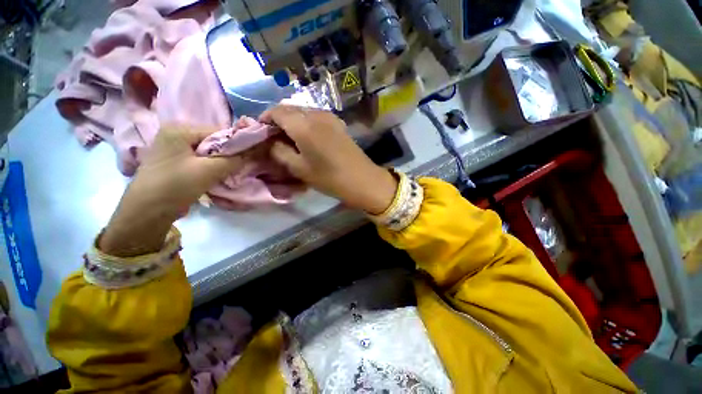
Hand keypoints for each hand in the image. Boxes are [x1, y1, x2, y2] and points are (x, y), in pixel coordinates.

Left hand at [100, 124, 245, 256]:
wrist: (147, 210)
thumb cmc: (176, 185)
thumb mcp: (209, 171)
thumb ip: (234, 159)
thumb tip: (252, 152)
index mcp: (180, 129)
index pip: (218, 131)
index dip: (236, 145)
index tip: (247, 158)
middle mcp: (175, 133)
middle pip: (213, 141)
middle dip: (227, 155)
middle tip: (237, 168)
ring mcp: (173, 147)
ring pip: (208, 152)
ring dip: (220, 162)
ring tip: (226, 174)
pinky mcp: (174, 160)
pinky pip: (200, 159)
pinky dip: (210, 167)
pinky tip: (214, 176)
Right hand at [260, 106, 397, 214]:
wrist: (363, 180)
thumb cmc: (330, 178)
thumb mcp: (299, 169)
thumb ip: (279, 152)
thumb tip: (271, 142)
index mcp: (303, 125)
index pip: (276, 111)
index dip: (264, 119)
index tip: (260, 132)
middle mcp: (316, 114)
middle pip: (290, 109)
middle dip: (278, 120)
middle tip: (274, 138)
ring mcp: (330, 117)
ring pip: (303, 112)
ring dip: (292, 121)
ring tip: (290, 139)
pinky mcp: (338, 123)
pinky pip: (316, 117)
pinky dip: (306, 123)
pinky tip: (307, 137)